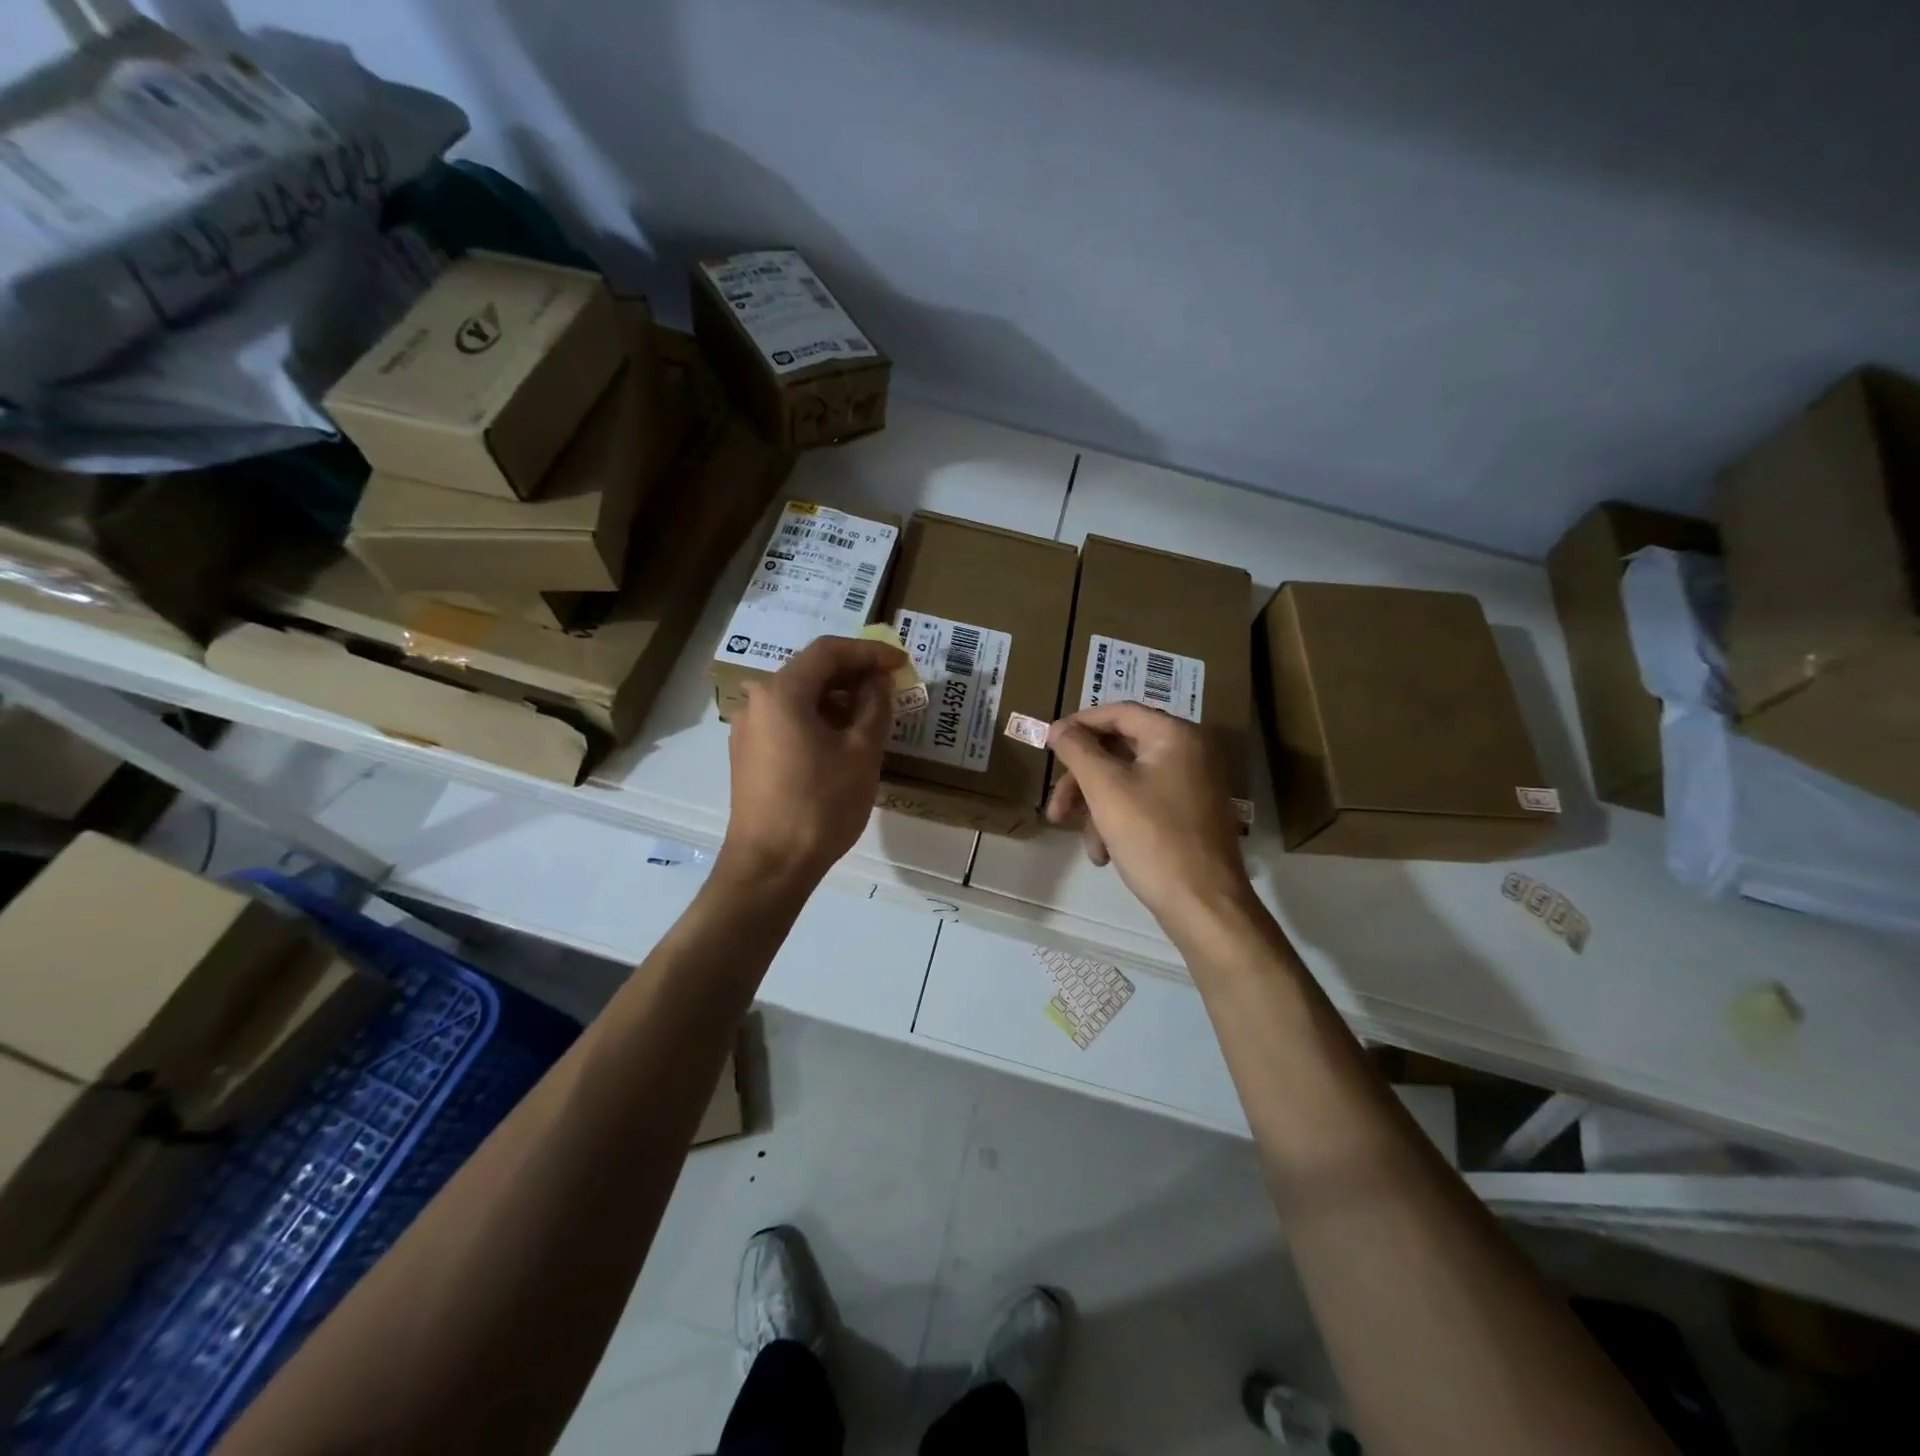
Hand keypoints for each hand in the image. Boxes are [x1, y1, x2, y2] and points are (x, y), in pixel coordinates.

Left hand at [720, 636, 904, 890]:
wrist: (770, 865)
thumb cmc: (821, 805)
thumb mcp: (862, 753)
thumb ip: (875, 707)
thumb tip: (878, 683)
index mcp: (782, 692)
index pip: (829, 651)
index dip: (869, 652)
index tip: (900, 662)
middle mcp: (758, 701)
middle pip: (810, 670)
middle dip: (853, 673)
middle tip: (890, 685)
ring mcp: (748, 728)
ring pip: (798, 696)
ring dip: (836, 697)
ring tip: (872, 713)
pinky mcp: (748, 754)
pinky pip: (787, 720)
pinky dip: (817, 718)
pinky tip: (842, 738)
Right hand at [1046, 703, 1253, 938]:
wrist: (1203, 905)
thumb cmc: (1153, 838)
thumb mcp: (1106, 789)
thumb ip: (1077, 750)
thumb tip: (1057, 727)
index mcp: (1175, 735)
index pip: (1118, 713)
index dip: (1078, 725)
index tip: (1048, 745)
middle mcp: (1190, 751)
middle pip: (1119, 750)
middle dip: (1083, 781)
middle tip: (1056, 809)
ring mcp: (1193, 784)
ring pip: (1127, 781)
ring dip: (1097, 809)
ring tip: (1087, 846)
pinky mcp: (1190, 813)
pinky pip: (1144, 803)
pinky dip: (1118, 822)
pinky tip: (1105, 854)